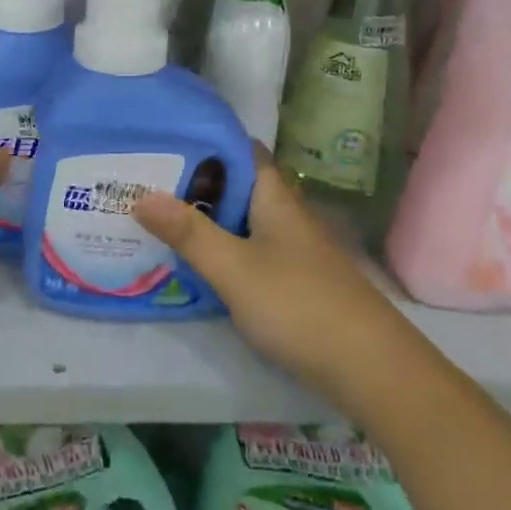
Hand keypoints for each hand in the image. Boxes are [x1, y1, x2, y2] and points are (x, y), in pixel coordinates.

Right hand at [133, 155, 413, 409]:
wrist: (370, 368)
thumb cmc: (298, 305)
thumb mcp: (234, 268)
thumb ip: (189, 233)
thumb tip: (140, 195)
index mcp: (274, 198)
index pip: (241, 151)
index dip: (205, 141)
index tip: (162, 141)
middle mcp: (285, 216)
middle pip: (235, 187)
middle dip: (193, 184)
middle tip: (142, 184)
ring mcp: (291, 251)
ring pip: (240, 223)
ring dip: (203, 220)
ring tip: (154, 220)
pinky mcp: (292, 283)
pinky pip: (248, 253)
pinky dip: (220, 252)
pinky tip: (192, 266)